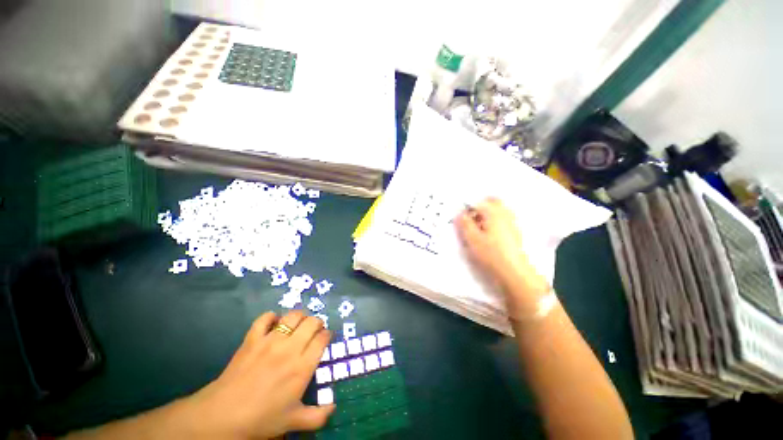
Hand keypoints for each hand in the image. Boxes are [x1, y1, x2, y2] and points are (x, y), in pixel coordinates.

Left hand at [183, 311, 333, 438]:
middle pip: (311, 322)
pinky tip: (274, 323)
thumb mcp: (293, 421)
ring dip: (300, 317)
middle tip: (314, 330)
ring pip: (293, 316)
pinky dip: (271, 317)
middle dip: (317, 323)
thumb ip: (318, 416)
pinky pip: (264, 319)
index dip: (327, 334)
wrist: (223, 416)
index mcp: (302, 367)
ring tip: (298, 324)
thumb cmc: (261, 418)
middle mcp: (290, 349)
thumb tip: (333, 407)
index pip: (322, 339)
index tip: (326, 337)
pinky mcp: (252, 339)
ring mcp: (270, 341)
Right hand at [455, 198, 549, 315]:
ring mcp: (512, 223)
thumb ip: (464, 224)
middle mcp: (505, 214)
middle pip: (492, 202)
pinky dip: (493, 222)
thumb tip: (460, 215)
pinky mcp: (515, 233)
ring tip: (477, 229)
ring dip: (486, 215)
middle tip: (470, 218)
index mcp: (494, 213)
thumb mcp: (472, 239)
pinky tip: (488, 236)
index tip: (461, 219)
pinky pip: (503, 220)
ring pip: (498, 211)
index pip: (478, 203)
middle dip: (480, 207)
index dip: (467, 208)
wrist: (514, 272)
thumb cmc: (491, 254)